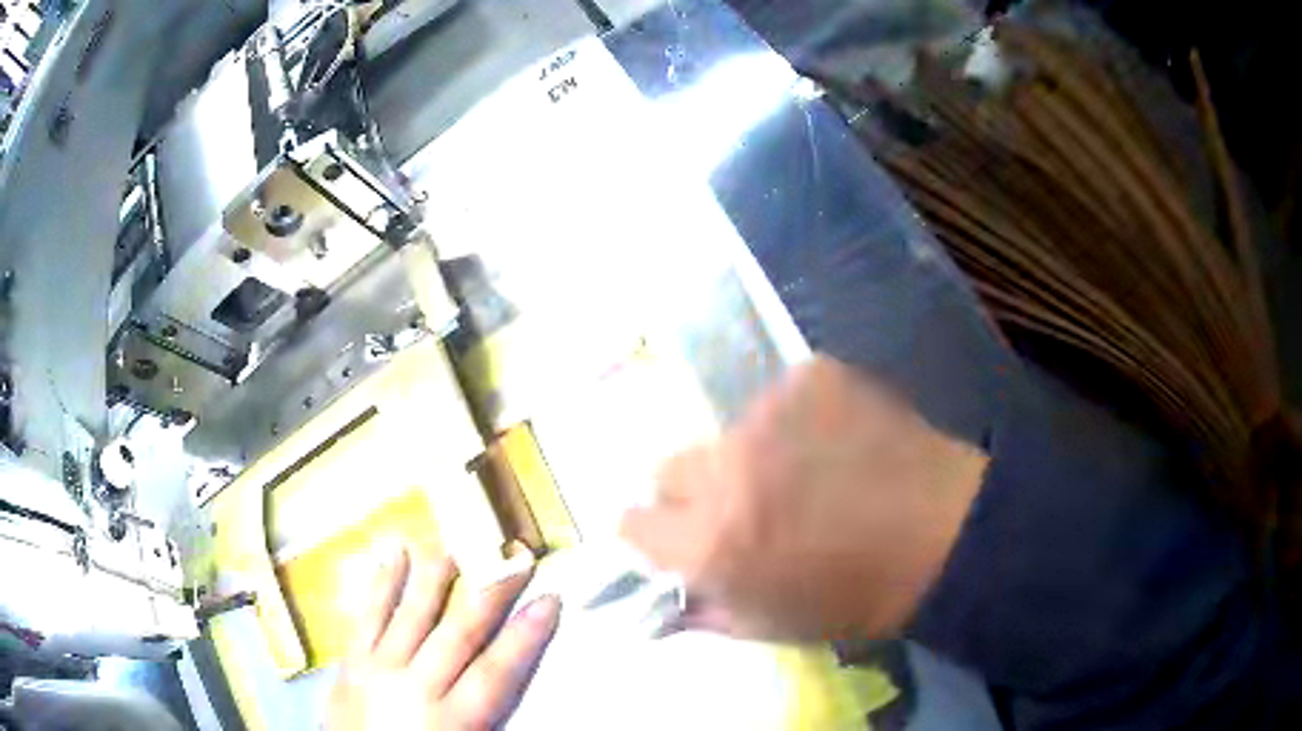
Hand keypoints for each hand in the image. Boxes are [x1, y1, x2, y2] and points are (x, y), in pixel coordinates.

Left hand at [327, 544, 560, 729]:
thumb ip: (485, 719)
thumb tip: (509, 679)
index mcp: (451, 719)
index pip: (495, 672)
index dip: (525, 636)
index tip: (549, 601)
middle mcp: (415, 686)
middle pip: (459, 633)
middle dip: (491, 594)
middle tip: (516, 558)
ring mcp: (378, 668)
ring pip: (411, 614)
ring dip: (435, 577)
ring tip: (456, 543)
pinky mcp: (350, 661)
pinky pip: (367, 616)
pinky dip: (381, 585)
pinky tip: (392, 557)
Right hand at [620, 355, 987, 640]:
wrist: (946, 533)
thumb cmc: (857, 598)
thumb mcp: (771, 625)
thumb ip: (705, 611)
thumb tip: (661, 602)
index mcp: (712, 541)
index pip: (632, 522)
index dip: (650, 533)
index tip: (674, 537)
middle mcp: (727, 467)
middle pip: (670, 468)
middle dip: (694, 492)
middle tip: (745, 506)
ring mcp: (771, 411)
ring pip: (729, 432)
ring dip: (752, 456)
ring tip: (808, 474)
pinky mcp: (812, 375)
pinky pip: (780, 399)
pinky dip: (797, 422)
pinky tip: (839, 442)